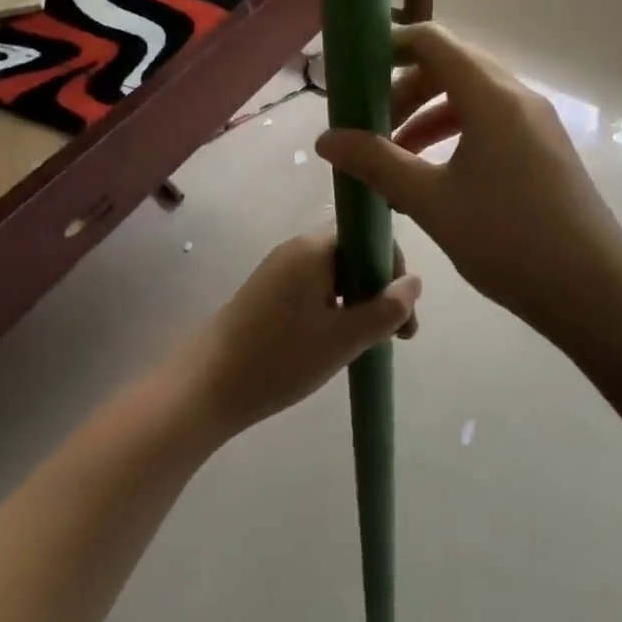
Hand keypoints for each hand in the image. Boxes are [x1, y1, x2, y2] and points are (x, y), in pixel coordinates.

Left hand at [179, 230, 419, 437]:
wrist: (205, 386)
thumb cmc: (280, 358)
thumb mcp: (343, 339)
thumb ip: (385, 310)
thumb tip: (415, 282)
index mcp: (314, 248)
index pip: (368, 235)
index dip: (393, 268)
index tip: (405, 312)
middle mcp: (296, 248)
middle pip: (353, 253)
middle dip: (379, 288)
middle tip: (395, 334)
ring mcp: (279, 269)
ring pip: (334, 273)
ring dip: (358, 300)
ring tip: (368, 342)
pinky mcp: (267, 291)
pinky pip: (314, 286)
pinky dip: (334, 306)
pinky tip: (336, 340)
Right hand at [315, 24, 621, 335]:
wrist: (594, 291)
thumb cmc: (508, 239)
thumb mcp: (431, 201)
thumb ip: (377, 162)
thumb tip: (326, 138)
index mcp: (491, 96)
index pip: (434, 41)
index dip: (391, 47)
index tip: (356, 73)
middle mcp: (517, 96)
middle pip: (451, 66)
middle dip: (405, 89)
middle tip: (372, 125)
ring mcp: (536, 121)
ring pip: (471, 97)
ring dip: (429, 115)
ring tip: (396, 156)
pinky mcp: (545, 147)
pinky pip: (492, 122)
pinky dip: (456, 134)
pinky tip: (434, 177)